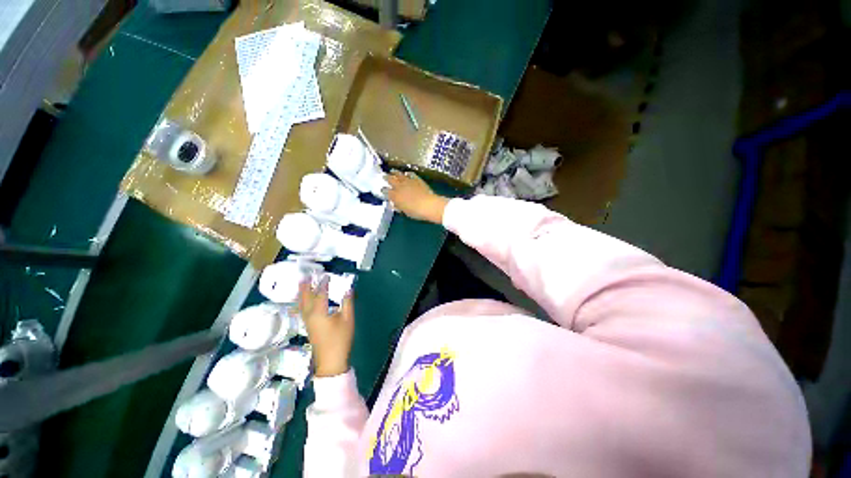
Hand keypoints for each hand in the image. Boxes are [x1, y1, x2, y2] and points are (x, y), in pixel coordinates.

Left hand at [298, 276, 354, 377]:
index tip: (326, 275)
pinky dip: (302, 302)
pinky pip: (302, 310)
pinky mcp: (309, 327)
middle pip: (305, 298)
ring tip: (302, 285)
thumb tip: (348, 289)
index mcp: (319, 312)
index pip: (320, 294)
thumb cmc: (340, 339)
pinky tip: (305, 302)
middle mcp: (310, 316)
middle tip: (305, 276)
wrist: (331, 361)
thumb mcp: (347, 319)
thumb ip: (347, 302)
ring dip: (302, 294)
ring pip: (301, 305)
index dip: (323, 284)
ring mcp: (307, 322)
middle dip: (305, 287)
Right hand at [386, 171, 448, 223]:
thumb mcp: (405, 211)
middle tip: (384, 176)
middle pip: (390, 180)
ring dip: (395, 173)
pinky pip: (410, 174)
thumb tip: (394, 204)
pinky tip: (406, 173)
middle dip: (387, 178)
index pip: (386, 191)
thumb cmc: (416, 211)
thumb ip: (398, 206)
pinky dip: (407, 174)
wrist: (428, 205)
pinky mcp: (416, 179)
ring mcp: (408, 181)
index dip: (384, 190)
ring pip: (399, 174)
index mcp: (395, 196)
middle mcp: (399, 186)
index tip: (383, 190)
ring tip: (392, 171)